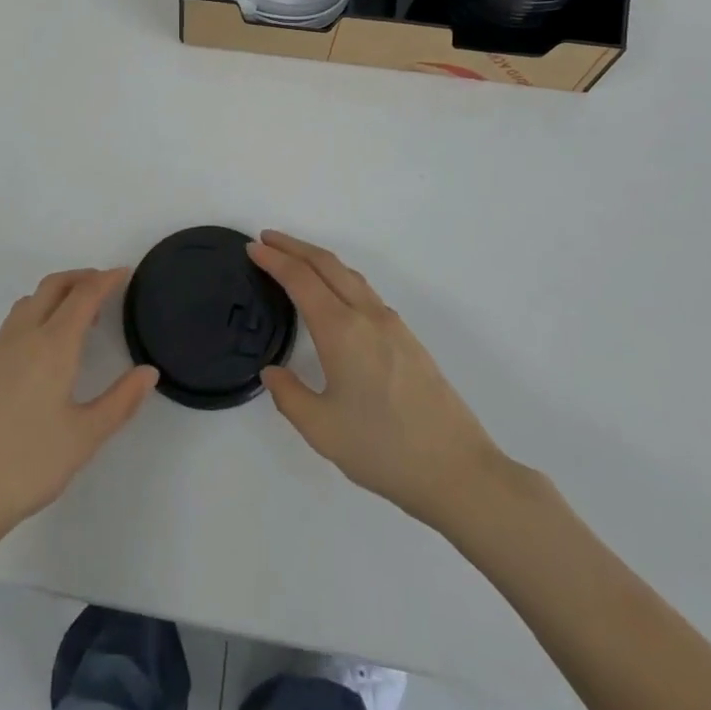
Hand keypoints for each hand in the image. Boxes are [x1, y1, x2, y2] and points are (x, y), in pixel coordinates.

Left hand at [0, 268, 157, 549]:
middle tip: (106, 287)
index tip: (125, 273)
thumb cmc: (28, 464)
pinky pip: (16, 320)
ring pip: (31, 301)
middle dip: (81, 278)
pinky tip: (46, 346)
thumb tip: (149, 372)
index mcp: (53, 345)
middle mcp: (24, 336)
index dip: (106, 280)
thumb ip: (120, 401)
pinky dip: (39, 311)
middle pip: (54, 286)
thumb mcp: (85, 437)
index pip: (84, 296)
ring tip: (79, 317)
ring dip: (57, 294)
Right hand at [251, 231, 509, 530]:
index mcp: (342, 330)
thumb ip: (289, 396)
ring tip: (295, 260)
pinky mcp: (407, 338)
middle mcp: (367, 316)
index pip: (301, 279)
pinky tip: (334, 295)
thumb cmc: (384, 450)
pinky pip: (364, 291)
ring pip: (349, 275)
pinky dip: (339, 277)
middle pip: (326, 264)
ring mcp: (392, 324)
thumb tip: (273, 371)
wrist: (457, 470)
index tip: (253, 247)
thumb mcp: (322, 430)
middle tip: (267, 239)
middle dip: (294, 247)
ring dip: (318, 259)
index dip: (274, 260)